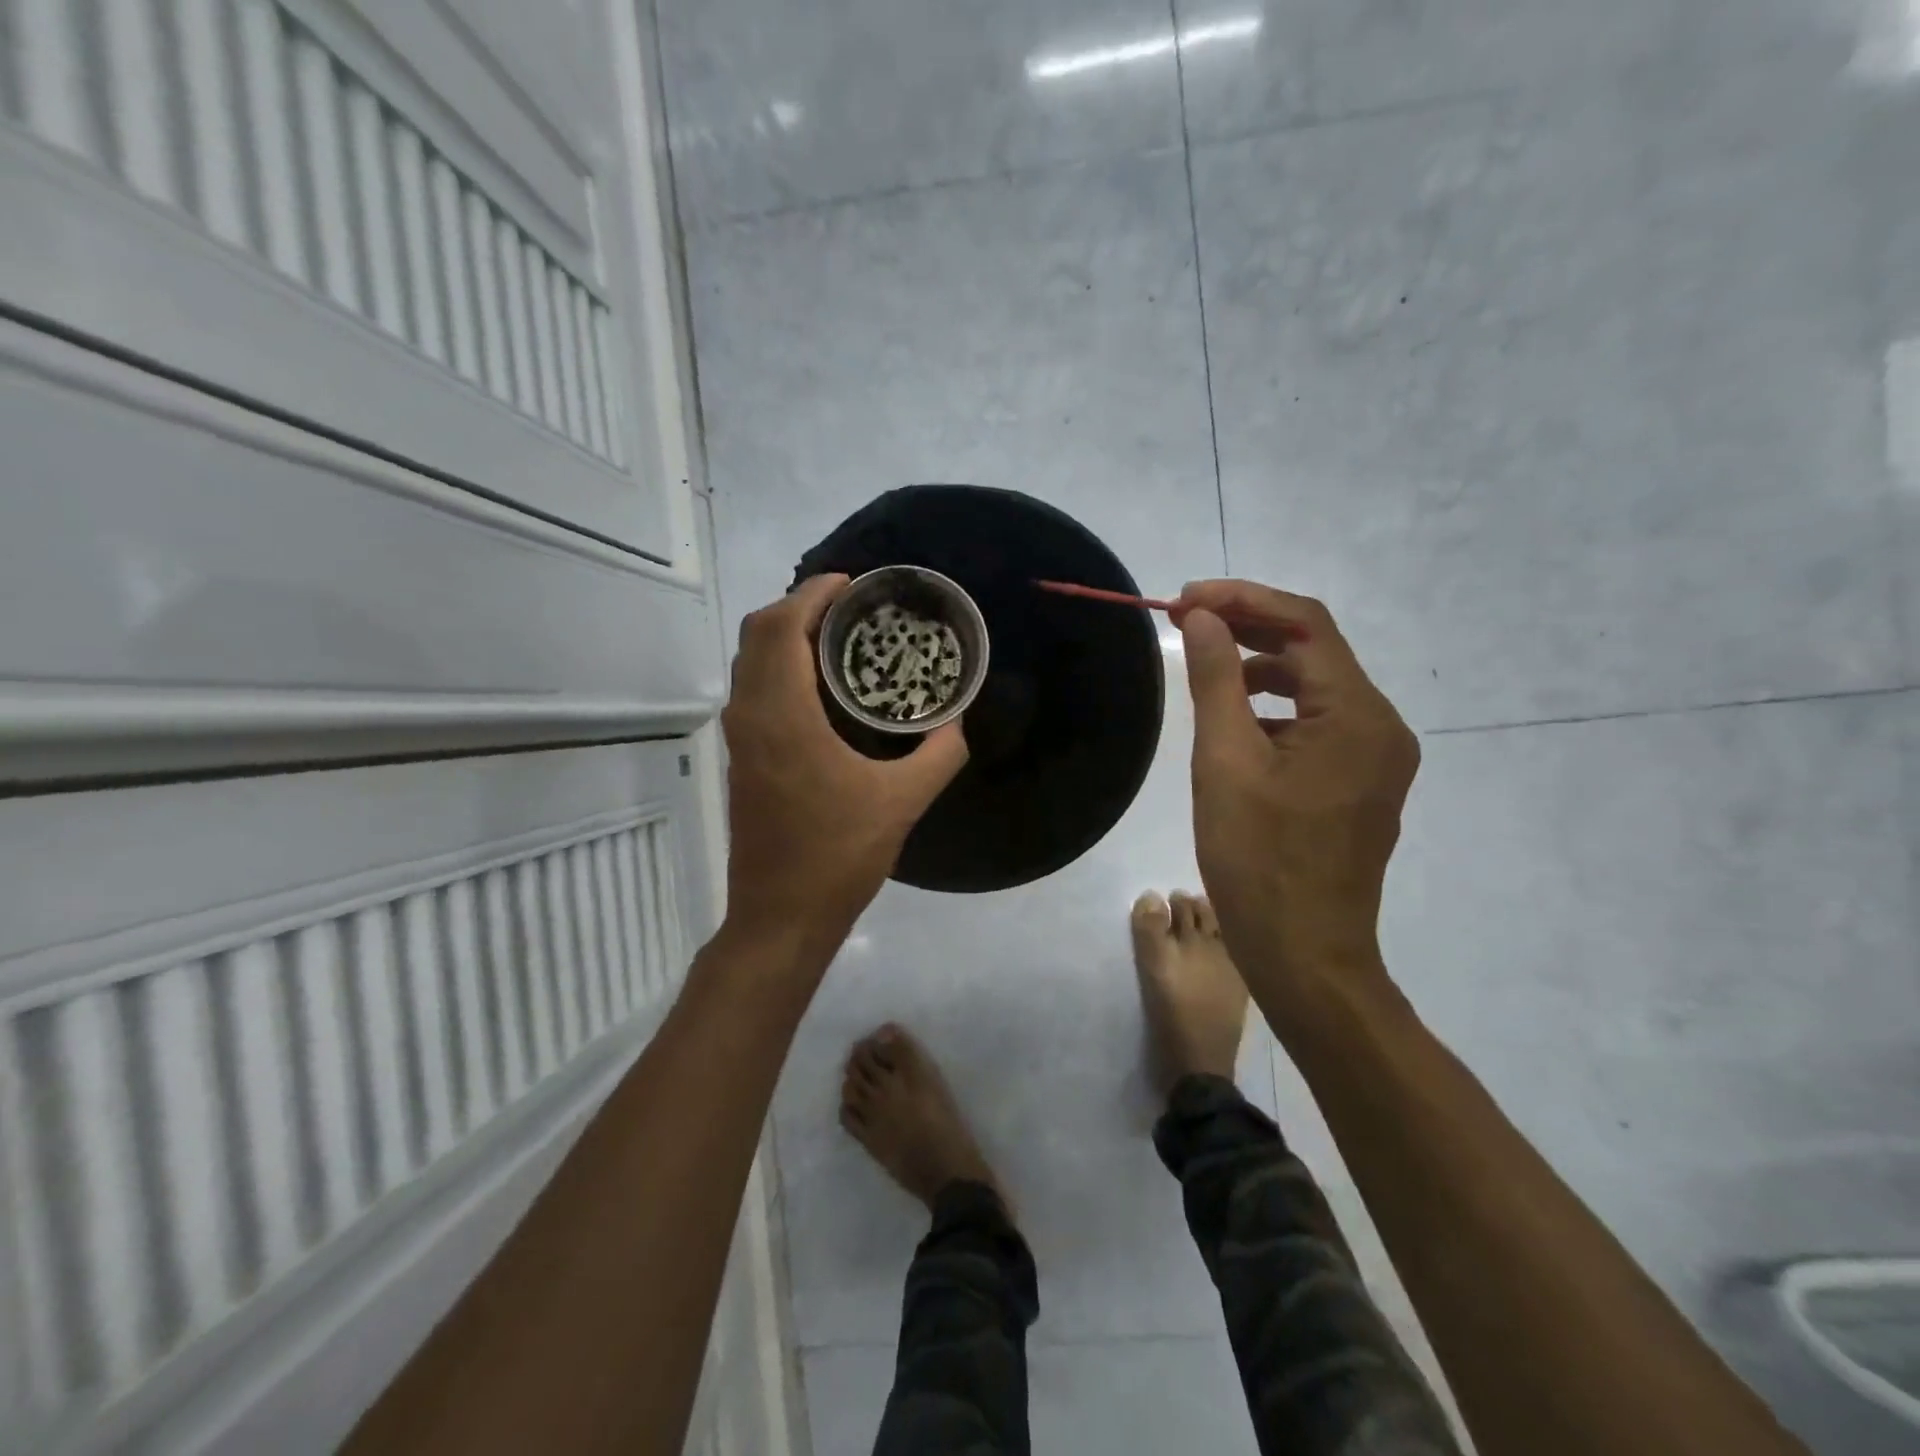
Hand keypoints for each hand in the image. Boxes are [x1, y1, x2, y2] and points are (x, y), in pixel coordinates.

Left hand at [721, 575, 968, 951]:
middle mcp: (750, 717)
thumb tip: (958, 722)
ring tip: (839, 635)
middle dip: (800, 606)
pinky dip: (781, 666)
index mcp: (782, 716)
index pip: (781, 627)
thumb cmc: (838, 856)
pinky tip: (822, 686)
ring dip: (787, 636)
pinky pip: (754, 689)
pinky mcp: (742, 760)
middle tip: (852, 606)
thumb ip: (939, 754)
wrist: (780, 916)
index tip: (852, 584)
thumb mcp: (902, 802)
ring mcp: (740, 740)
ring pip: (751, 662)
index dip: (812, 594)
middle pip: (758, 634)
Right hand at [1172, 580, 1418, 998]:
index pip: (1306, 624)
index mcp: (1358, 716)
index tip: (1185, 598)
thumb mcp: (1226, 762)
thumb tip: (1202, 617)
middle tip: (1187, 623)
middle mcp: (1381, 728)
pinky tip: (1235, 723)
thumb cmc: (1259, 860)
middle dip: (1250, 628)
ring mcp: (1375, 759)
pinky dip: (1275, 710)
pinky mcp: (1358, 784)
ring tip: (1206, 668)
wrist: (1304, 955)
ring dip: (1260, 669)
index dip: (1244, 598)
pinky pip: (1317, 725)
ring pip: (1315, 688)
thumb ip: (1217, 680)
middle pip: (1315, 652)